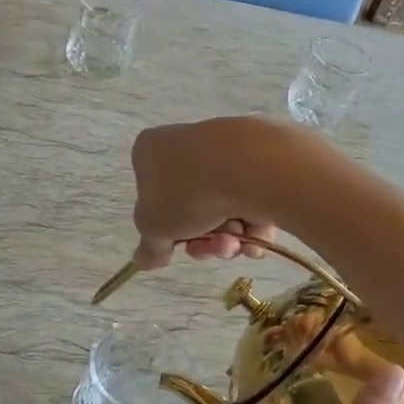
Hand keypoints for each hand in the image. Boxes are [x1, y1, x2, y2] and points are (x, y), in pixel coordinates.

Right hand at [130, 118, 308, 269]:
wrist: (250, 167)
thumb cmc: (187, 193)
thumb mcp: (155, 229)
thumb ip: (149, 247)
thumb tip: (144, 260)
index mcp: (151, 150)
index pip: (150, 195)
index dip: (165, 228)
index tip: (177, 246)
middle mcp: (185, 143)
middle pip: (190, 206)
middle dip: (203, 237)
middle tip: (214, 248)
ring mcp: (224, 148)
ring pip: (221, 205)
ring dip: (228, 235)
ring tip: (238, 242)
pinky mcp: (259, 156)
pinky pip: (249, 197)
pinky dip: (253, 222)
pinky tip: (257, 235)